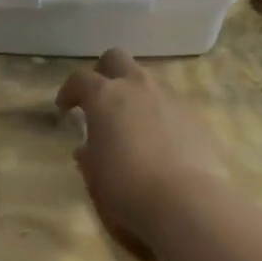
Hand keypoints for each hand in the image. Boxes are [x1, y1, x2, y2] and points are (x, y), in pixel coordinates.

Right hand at [55, 49, 231, 244]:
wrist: (186, 201)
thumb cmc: (127, 188)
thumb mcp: (95, 176)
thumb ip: (89, 155)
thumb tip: (88, 149)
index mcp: (105, 96)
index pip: (80, 79)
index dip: (70, 91)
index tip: (65, 108)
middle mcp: (138, 87)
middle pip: (116, 59)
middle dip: (104, 73)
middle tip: (99, 100)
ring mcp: (170, 98)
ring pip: (148, 81)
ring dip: (135, 94)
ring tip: (132, 125)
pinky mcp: (196, 116)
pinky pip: (171, 105)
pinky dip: (160, 115)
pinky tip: (161, 143)